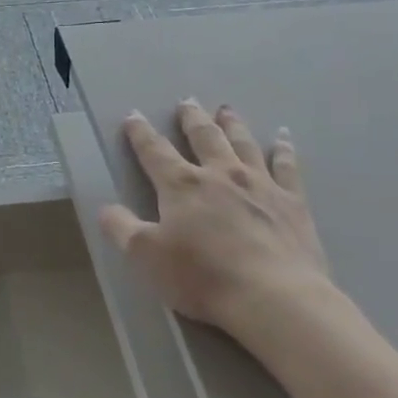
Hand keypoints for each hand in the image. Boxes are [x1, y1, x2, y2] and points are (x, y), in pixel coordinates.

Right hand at [100, 100, 332, 334]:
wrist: (272, 296)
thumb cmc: (201, 277)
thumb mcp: (146, 257)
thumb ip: (122, 229)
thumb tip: (105, 208)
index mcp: (182, 186)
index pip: (154, 151)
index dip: (140, 133)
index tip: (133, 116)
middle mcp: (220, 175)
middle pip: (203, 137)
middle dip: (191, 119)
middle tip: (186, 102)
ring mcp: (260, 184)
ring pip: (243, 143)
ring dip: (232, 124)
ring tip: (225, 110)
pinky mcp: (291, 201)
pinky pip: (287, 166)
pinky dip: (283, 149)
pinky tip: (282, 138)